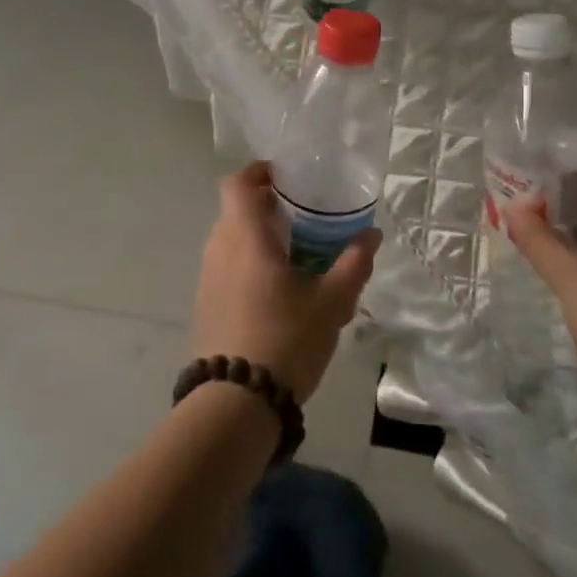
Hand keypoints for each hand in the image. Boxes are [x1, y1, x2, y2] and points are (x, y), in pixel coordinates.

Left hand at [193, 161, 380, 401]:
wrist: (235, 404)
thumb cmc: (285, 339)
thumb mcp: (331, 302)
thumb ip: (353, 264)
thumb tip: (371, 235)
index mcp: (245, 237)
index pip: (237, 184)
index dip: (258, 172)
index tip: (286, 177)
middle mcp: (219, 250)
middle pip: (236, 210)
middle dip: (266, 206)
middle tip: (303, 215)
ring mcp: (207, 279)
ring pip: (230, 240)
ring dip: (257, 236)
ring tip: (295, 252)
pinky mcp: (205, 306)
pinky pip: (226, 267)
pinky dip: (248, 263)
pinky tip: (277, 290)